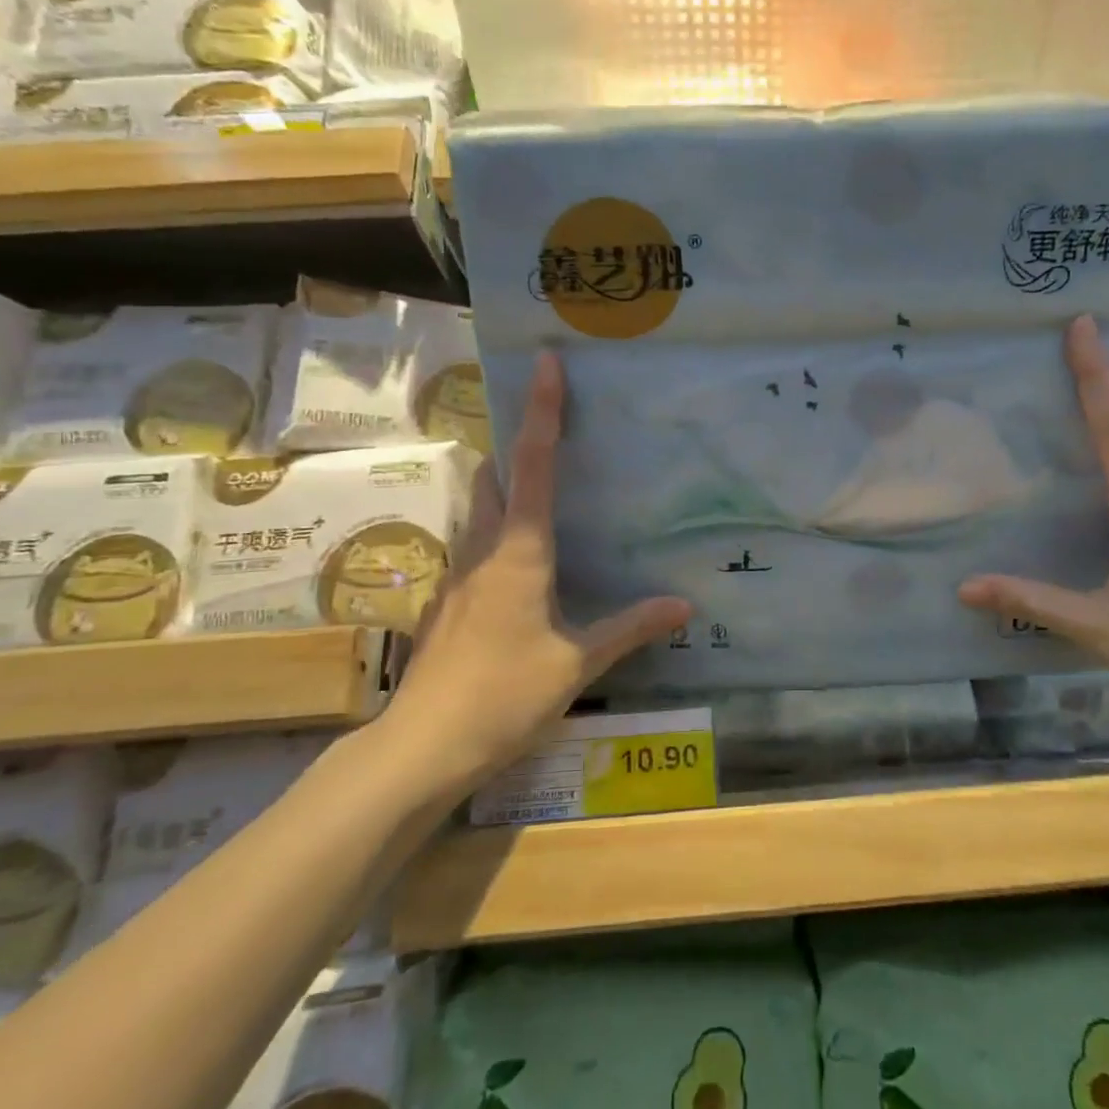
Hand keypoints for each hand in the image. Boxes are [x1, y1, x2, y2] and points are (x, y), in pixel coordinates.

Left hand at [380, 350, 690, 786]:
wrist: (424, 745)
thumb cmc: (506, 694)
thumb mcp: (579, 663)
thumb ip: (631, 628)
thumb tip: (684, 606)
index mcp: (521, 551)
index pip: (534, 464)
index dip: (542, 411)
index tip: (544, 363)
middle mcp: (483, 549)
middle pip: (493, 475)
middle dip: (516, 444)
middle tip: (548, 429)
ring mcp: (457, 575)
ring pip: (477, 509)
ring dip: (501, 486)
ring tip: (536, 489)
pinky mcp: (445, 603)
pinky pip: (471, 547)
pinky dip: (494, 533)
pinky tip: (516, 565)